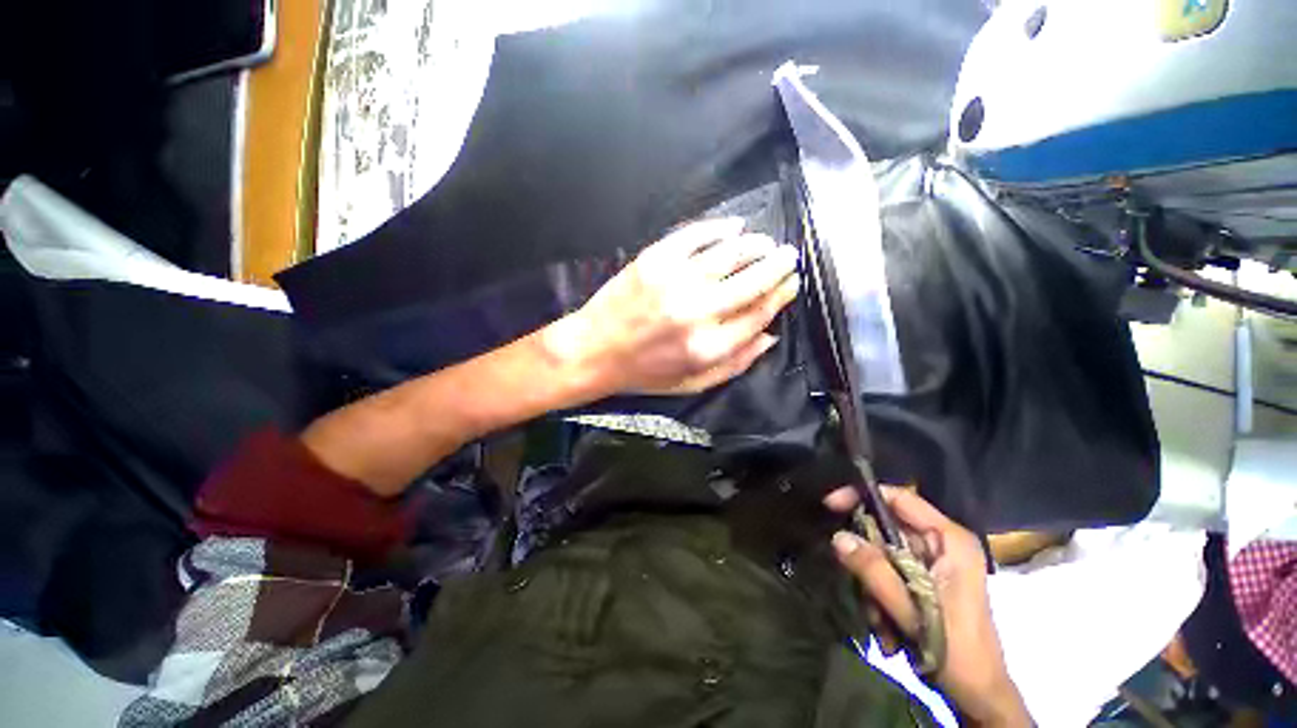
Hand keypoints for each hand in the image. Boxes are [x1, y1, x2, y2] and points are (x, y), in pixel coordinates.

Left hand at [553, 217, 799, 394]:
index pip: (759, 314)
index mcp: (708, 347)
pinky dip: (719, 227)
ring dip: (755, 245)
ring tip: (765, 243)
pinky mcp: (654, 260)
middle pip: (752, 281)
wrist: (595, 350)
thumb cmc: (644, 372)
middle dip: (778, 266)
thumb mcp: (693, 383)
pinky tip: (734, 226)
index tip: (791, 284)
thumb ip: (735, 364)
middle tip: (789, 256)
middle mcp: (697, 312)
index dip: (781, 296)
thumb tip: (770, 336)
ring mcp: (675, 281)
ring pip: (731, 254)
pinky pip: (695, 235)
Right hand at [824, 487, 1030, 727]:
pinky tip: (887, 629)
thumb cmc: (957, 651)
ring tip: (880, 621)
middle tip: (858, 584)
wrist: (978, 695)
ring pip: (882, 555)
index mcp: (949, 540)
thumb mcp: (912, 611)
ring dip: (872, 586)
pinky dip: (879, 598)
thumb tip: (838, 536)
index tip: (830, 506)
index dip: (862, 496)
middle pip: (885, 529)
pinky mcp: (924, 581)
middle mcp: (941, 545)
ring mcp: (933, 563)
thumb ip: (874, 571)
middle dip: (867, 559)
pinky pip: (887, 574)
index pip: (899, 498)